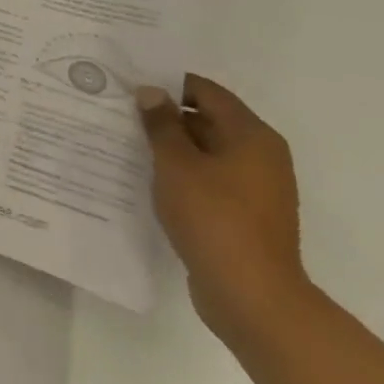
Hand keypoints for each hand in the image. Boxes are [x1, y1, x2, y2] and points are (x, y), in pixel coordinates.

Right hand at [137, 76, 310, 344]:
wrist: (252, 298)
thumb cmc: (214, 218)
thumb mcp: (176, 163)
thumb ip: (161, 123)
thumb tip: (151, 92)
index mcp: (252, 136)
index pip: (206, 92)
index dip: (169, 85)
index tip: (131, 86)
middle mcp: (261, 157)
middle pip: (208, 121)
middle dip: (167, 117)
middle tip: (122, 114)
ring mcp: (256, 189)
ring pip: (207, 153)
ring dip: (172, 149)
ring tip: (129, 145)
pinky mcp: (246, 217)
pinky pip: (210, 181)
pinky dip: (183, 176)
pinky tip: (151, 180)